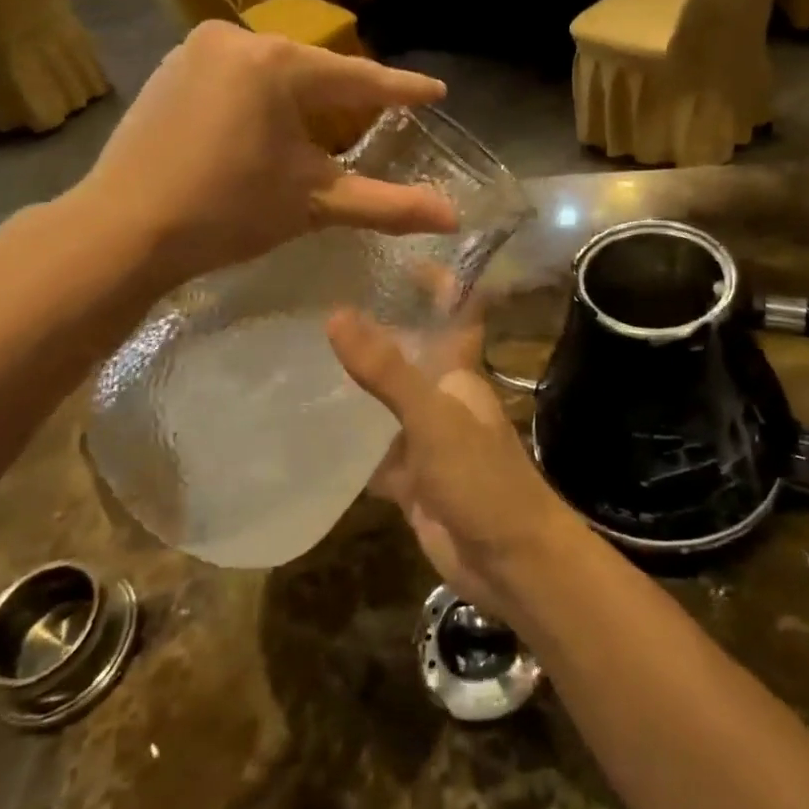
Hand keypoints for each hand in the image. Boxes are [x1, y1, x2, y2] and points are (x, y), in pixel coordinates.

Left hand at [69, 23, 455, 286]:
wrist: (122, 230)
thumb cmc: (227, 211)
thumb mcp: (314, 203)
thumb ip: (388, 205)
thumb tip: (453, 217)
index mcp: (277, 64)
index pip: (357, 78)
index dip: (400, 89)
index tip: (435, 91)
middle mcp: (236, 40)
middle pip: (312, 70)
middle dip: (345, 96)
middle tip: (379, 115)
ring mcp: (194, 50)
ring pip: (272, 71)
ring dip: (300, 97)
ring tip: (321, 127)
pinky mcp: (168, 69)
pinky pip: (236, 76)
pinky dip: (260, 98)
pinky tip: (262, 127)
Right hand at [327, 308, 581, 618]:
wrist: (507, 561)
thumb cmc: (481, 478)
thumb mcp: (433, 416)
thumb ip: (387, 369)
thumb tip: (337, 313)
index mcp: (458, 371)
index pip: (454, 309)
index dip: (436, 278)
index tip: (397, 247)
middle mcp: (441, 396)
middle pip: (410, 351)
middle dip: (378, 326)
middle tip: (321, 296)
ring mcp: (424, 437)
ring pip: (387, 399)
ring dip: (357, 382)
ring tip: (301, 349)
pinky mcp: (409, 476)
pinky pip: (373, 449)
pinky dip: (349, 440)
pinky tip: (307, 426)